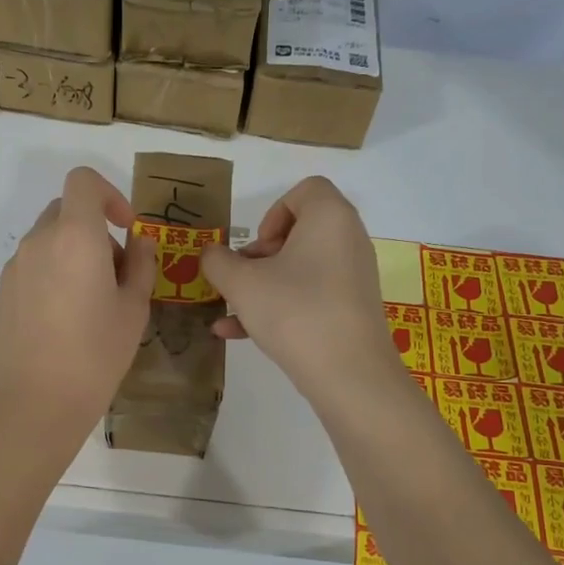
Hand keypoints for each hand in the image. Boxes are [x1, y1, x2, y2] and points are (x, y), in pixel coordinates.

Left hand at [0, 166, 156, 453]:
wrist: (37, 401)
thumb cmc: (96, 353)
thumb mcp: (134, 308)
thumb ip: (141, 264)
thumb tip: (138, 241)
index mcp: (74, 236)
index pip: (83, 181)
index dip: (109, 194)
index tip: (126, 228)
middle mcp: (38, 241)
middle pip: (66, 211)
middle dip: (95, 230)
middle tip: (116, 274)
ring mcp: (15, 267)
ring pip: (48, 240)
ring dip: (73, 253)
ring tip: (91, 303)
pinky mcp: (2, 293)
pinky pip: (33, 266)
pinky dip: (53, 274)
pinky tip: (64, 320)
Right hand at [201, 177, 402, 406]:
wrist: (348, 374)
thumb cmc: (294, 311)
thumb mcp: (241, 283)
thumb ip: (218, 262)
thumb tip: (211, 254)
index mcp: (329, 218)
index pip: (306, 190)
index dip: (272, 213)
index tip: (256, 246)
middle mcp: (348, 240)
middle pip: (299, 232)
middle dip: (260, 255)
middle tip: (241, 279)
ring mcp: (353, 277)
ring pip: (300, 269)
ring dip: (262, 285)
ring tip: (230, 309)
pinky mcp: (351, 310)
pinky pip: (310, 296)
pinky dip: (278, 307)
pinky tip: (237, 333)